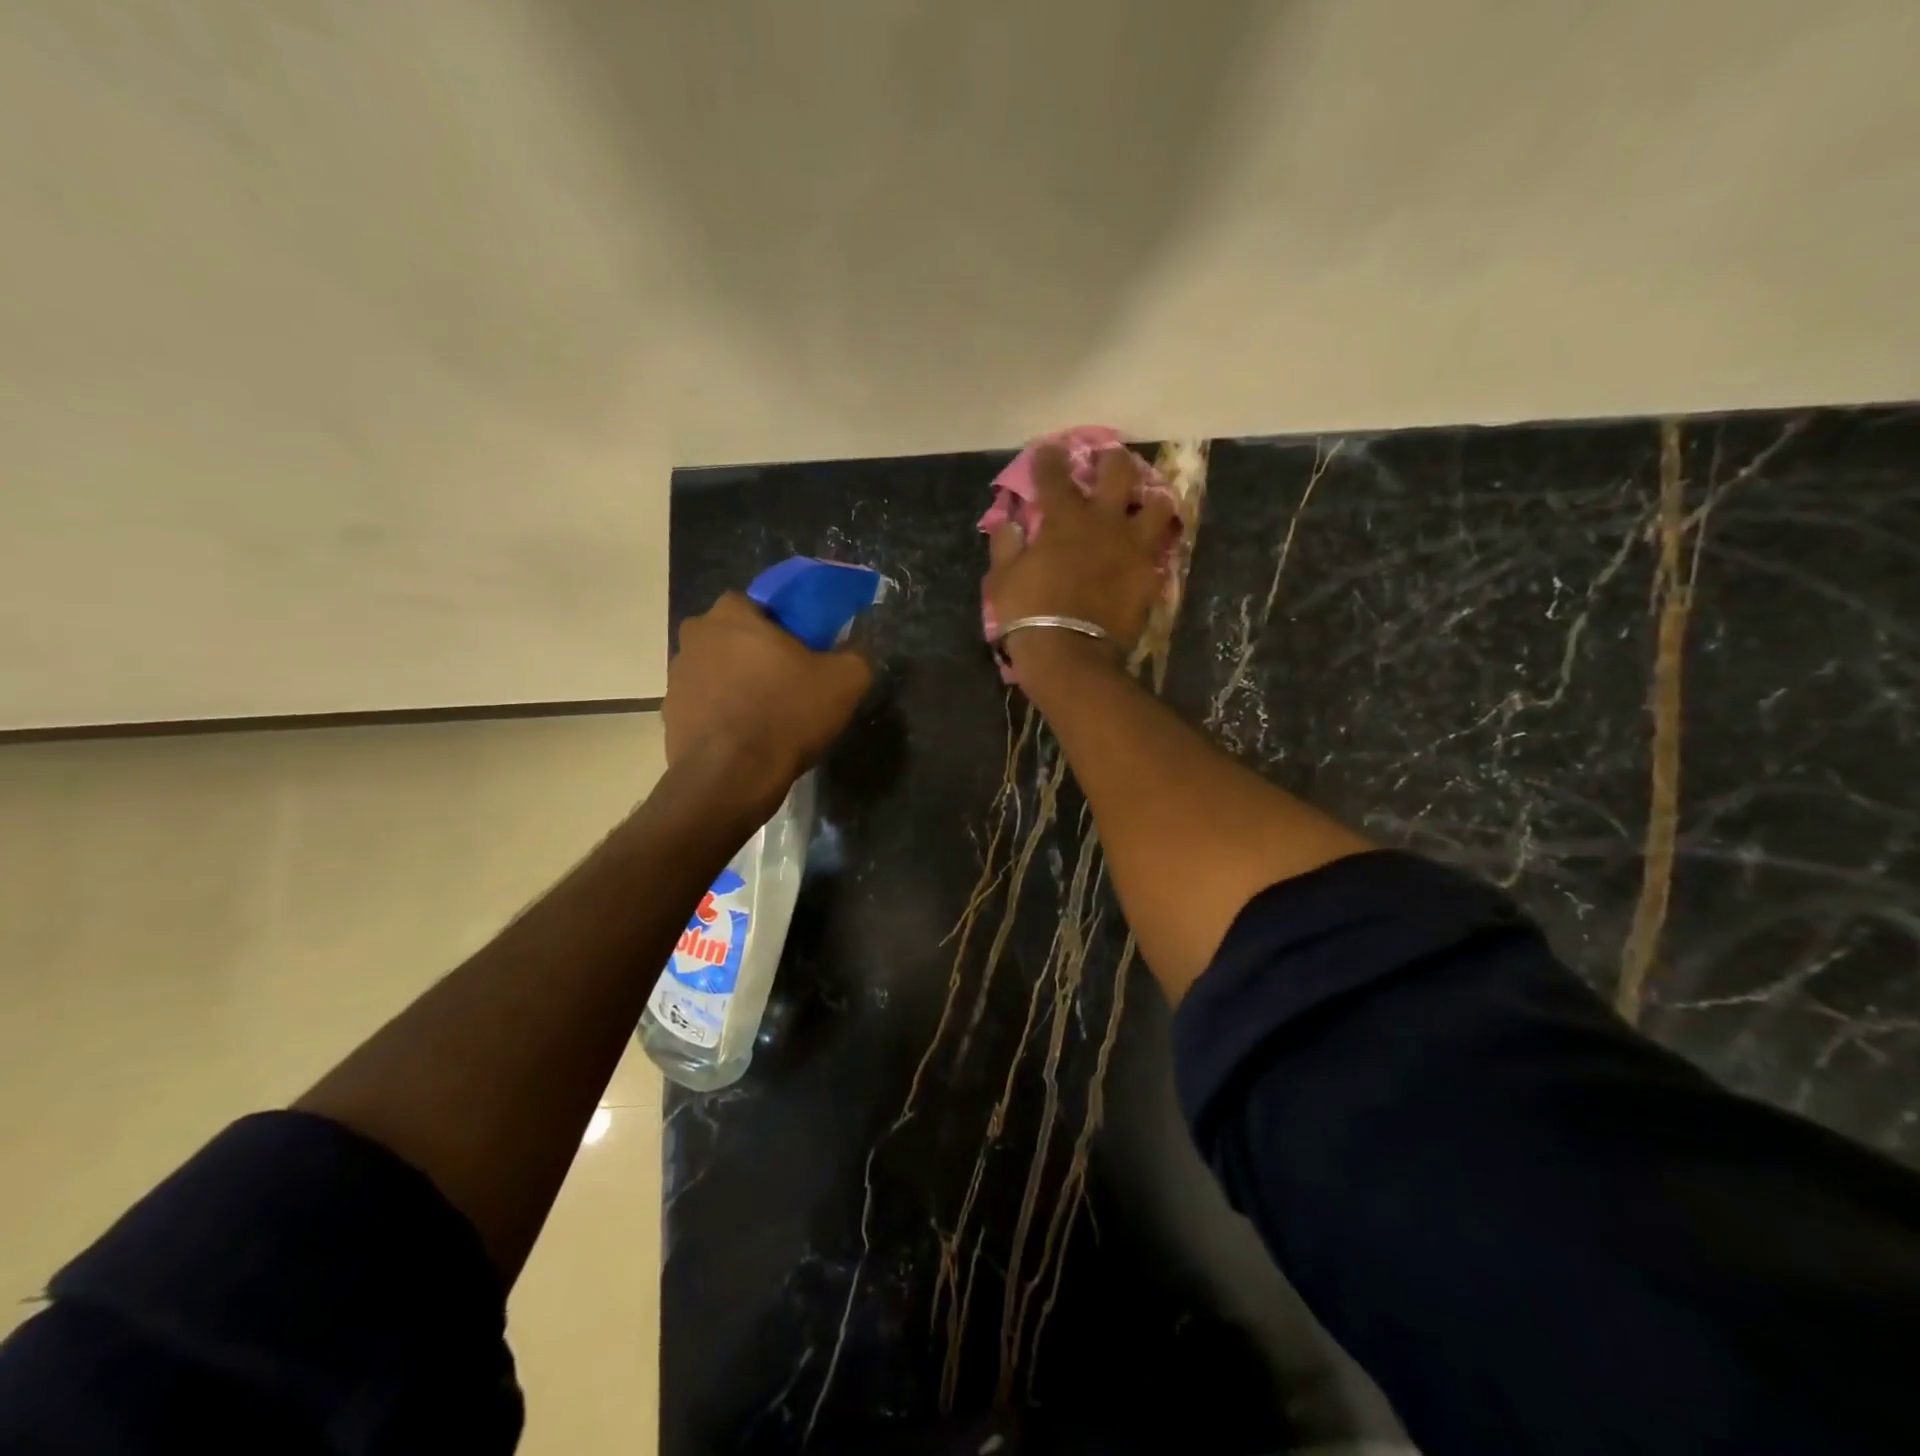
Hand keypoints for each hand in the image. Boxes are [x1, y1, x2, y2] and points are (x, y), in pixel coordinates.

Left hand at [664, 592, 872, 817]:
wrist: (731, 778)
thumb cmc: (786, 715)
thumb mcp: (844, 682)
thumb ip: (855, 655)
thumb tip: (853, 651)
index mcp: (731, 614)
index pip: (759, 603)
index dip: (783, 625)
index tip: (802, 651)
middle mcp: (695, 637)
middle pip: (734, 637)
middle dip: (757, 654)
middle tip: (788, 682)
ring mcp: (676, 678)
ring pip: (717, 671)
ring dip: (737, 685)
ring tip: (767, 716)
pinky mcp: (669, 716)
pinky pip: (705, 705)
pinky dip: (723, 715)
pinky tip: (746, 738)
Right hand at [985, 444, 1176, 679]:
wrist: (1069, 656)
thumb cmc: (1028, 615)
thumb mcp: (1002, 579)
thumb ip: (1006, 544)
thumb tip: (1008, 522)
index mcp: (1064, 518)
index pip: (1055, 474)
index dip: (1050, 458)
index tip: (1048, 451)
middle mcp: (1104, 522)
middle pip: (1118, 472)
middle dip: (1111, 460)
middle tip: (1107, 463)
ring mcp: (1133, 548)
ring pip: (1158, 505)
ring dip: (1151, 497)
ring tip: (1144, 502)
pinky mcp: (1150, 576)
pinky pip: (1161, 551)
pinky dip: (1154, 546)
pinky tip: (1147, 549)